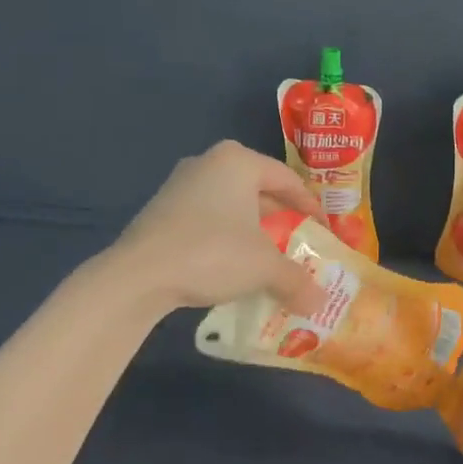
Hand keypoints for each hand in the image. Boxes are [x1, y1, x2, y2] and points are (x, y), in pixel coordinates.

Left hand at [110, 141, 324, 315]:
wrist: (137, 276)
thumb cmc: (212, 253)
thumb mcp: (264, 267)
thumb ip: (296, 280)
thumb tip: (320, 302)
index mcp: (238, 161)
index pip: (288, 180)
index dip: (311, 208)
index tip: (324, 232)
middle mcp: (209, 163)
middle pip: (259, 190)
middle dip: (281, 219)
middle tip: (298, 244)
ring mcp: (180, 185)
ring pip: (232, 205)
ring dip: (253, 230)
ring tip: (269, 257)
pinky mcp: (161, 210)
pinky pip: (208, 218)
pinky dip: (226, 237)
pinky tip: (232, 264)